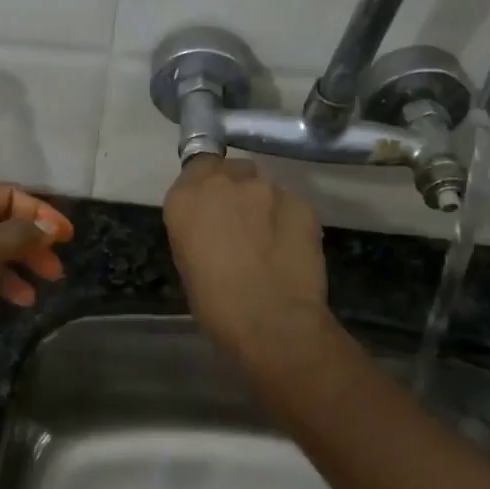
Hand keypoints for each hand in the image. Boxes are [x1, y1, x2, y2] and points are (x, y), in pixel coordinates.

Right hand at [164, 157, 328, 355]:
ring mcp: (267, 188)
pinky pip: (290, 203)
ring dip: (263, 202)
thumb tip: (214, 226)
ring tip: (269, 236)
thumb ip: (198, 228)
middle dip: (236, 188)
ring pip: (264, 184)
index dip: (207, 183)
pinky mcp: (302, 202)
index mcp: (186, 198)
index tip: (211, 205)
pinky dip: (288, 218)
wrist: (272, 323)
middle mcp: (225, 181)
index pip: (197, 165)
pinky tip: (290, 246)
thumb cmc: (216, 305)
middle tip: (240, 221)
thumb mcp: (188, 261)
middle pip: (232, 169)